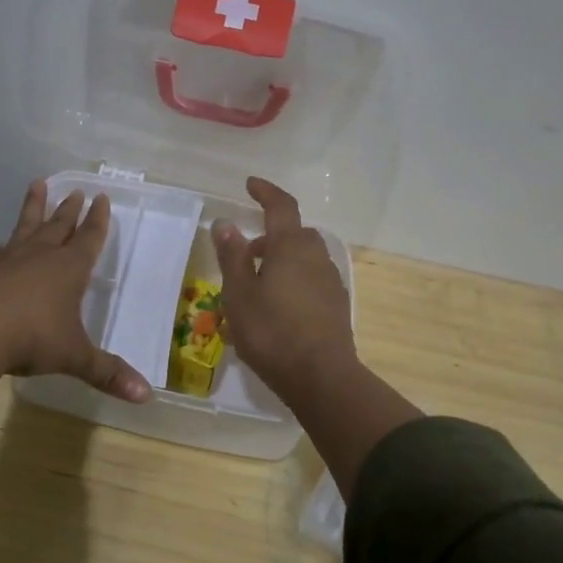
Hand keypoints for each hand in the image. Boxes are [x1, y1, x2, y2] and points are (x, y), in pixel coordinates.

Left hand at [0, 181, 152, 416]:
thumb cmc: (33, 337)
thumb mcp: (75, 357)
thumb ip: (107, 373)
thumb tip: (146, 395)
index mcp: (69, 269)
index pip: (88, 238)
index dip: (97, 220)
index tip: (100, 197)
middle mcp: (41, 257)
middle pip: (58, 225)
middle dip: (69, 209)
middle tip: (76, 190)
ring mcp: (9, 261)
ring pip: (26, 227)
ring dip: (33, 208)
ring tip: (36, 185)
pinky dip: (1, 248)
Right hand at [212, 178, 359, 397]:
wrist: (322, 378)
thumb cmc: (272, 332)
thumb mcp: (239, 294)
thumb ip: (232, 256)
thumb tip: (226, 223)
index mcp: (291, 247)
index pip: (281, 206)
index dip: (266, 192)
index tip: (250, 184)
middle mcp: (316, 256)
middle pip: (295, 232)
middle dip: (271, 234)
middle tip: (247, 251)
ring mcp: (330, 281)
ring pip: (305, 256)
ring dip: (283, 258)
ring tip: (258, 283)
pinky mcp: (336, 305)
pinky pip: (312, 278)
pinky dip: (295, 279)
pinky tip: (279, 305)